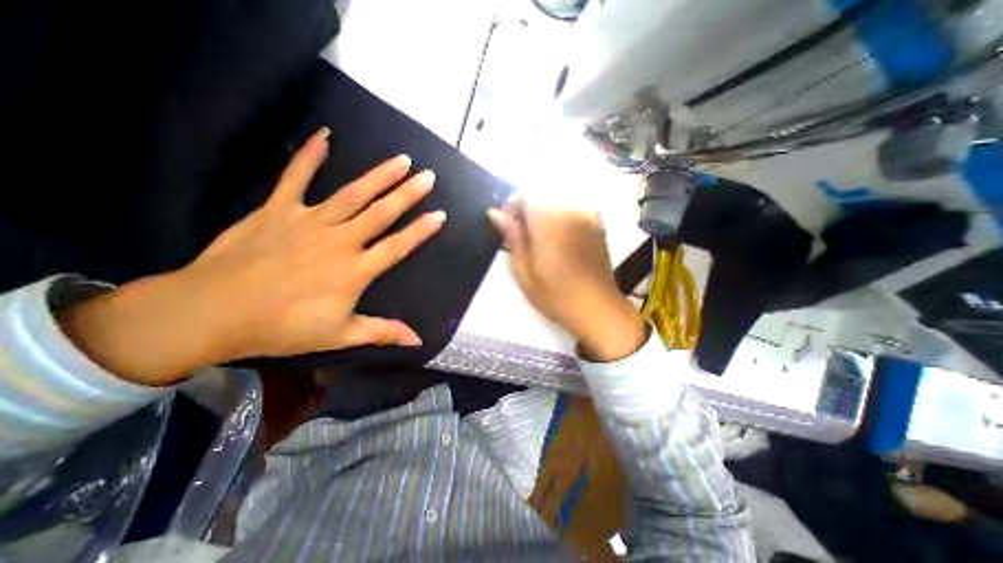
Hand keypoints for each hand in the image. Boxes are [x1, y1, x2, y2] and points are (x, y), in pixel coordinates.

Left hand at [58, 131, 441, 386]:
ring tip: (401, 160)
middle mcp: (339, 241)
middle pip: (380, 213)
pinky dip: (310, 156)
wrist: (211, 313)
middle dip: (407, 194)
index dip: (421, 231)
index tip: (440, 214)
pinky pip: (295, 177)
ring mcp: (309, 222)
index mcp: (354, 271)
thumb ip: (382, 333)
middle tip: (428, 176)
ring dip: (379, 175)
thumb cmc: (282, 327)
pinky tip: (325, 136)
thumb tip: (418, 341)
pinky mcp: (278, 210)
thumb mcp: (339, 336)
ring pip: (352, 194)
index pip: (397, 246)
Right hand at [490, 198, 646, 361]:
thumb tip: (495, 212)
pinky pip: (572, 206)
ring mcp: (587, 214)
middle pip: (541, 193)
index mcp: (549, 221)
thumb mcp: (524, 270)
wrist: (596, 307)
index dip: (511, 206)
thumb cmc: (555, 294)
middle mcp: (570, 210)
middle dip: (526, 208)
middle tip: (520, 233)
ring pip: (556, 199)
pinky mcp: (597, 222)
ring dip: (542, 211)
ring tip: (539, 236)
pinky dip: (559, 214)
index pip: (524, 195)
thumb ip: (512, 237)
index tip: (506, 225)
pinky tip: (558, 236)